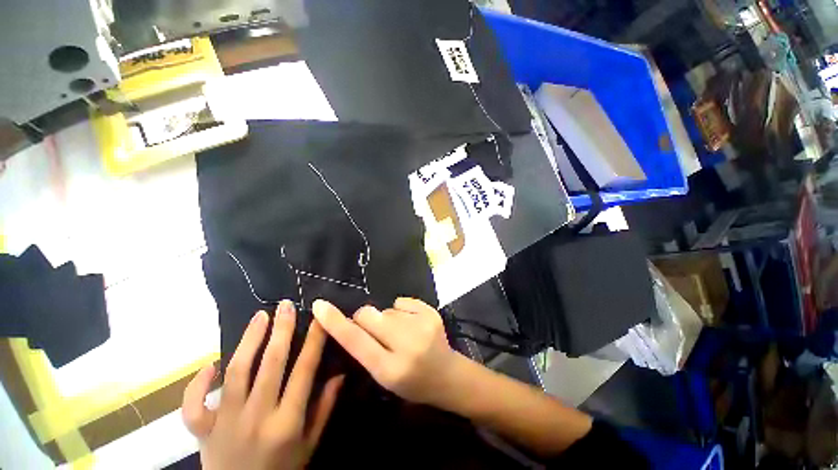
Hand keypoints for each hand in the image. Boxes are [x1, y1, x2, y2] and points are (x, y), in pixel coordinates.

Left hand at [182, 301, 343, 469]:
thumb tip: (340, 374)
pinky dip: (197, 383)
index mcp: (287, 422)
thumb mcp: (310, 445)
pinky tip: (211, 365)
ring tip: (259, 317)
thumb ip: (324, 409)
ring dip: (248, 341)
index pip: (304, 371)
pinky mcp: (201, 431)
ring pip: (236, 373)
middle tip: (286, 306)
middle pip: (270, 364)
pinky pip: (193, 404)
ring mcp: (224, 423)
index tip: (320, 317)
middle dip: (281, 330)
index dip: (314, 340)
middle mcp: (256, 418)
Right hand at [312, 297, 463, 406]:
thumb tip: (350, 320)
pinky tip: (412, 324)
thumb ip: (365, 349)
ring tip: (401, 332)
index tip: (319, 305)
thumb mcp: (383, 376)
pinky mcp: (431, 312)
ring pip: (385, 308)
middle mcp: (406, 345)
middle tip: (376, 330)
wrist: (447, 375)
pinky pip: (401, 301)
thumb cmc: (412, 382)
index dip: (335, 322)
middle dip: (365, 319)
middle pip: (369, 315)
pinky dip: (401, 310)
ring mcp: (422, 325)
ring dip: (386, 318)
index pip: (356, 341)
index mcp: (390, 369)